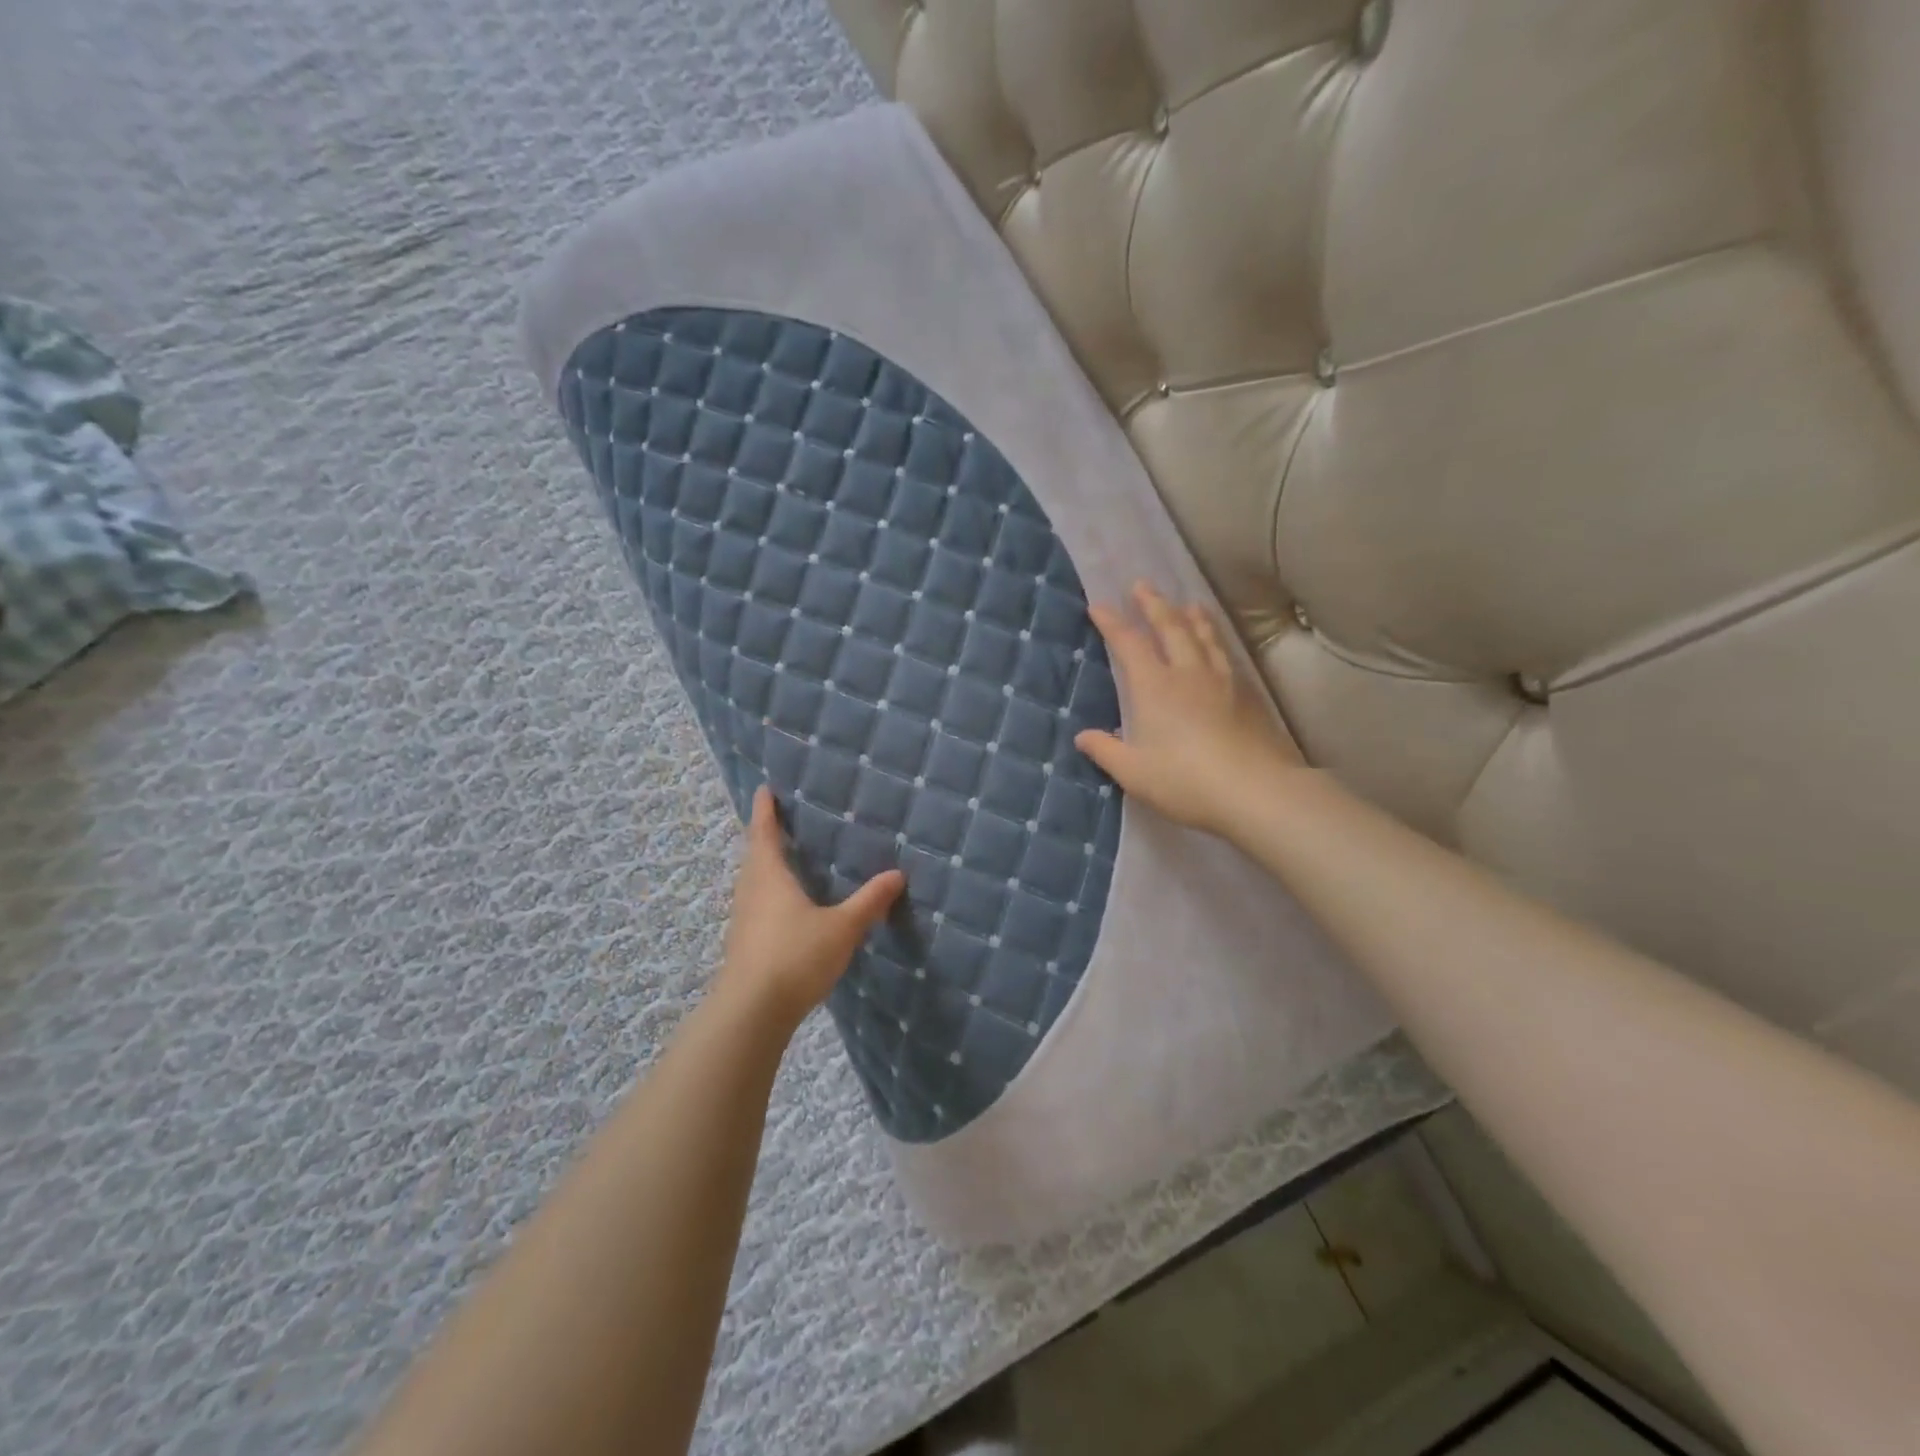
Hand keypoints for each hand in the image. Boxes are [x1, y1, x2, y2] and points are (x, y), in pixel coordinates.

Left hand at [715, 787, 905, 1025]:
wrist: (752, 1012)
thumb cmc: (795, 956)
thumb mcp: (841, 927)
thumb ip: (869, 901)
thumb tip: (897, 874)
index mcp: (770, 877)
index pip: (765, 833)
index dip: (765, 810)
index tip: (764, 789)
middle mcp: (751, 892)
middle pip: (755, 856)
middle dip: (765, 837)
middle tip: (780, 822)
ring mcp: (744, 920)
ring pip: (753, 883)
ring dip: (765, 867)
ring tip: (784, 861)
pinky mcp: (745, 945)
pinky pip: (756, 906)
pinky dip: (768, 895)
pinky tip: (785, 908)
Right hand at [1075, 583, 1302, 837]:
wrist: (1254, 790)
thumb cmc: (1184, 781)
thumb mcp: (1133, 772)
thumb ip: (1106, 751)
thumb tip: (1082, 736)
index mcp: (1154, 687)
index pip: (1129, 644)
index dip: (1112, 623)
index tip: (1098, 606)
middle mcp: (1187, 673)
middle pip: (1170, 627)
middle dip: (1153, 604)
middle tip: (1142, 585)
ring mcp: (1221, 681)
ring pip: (1204, 636)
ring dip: (1191, 617)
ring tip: (1187, 604)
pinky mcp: (1247, 695)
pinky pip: (1226, 654)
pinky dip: (1216, 639)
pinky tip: (1218, 646)